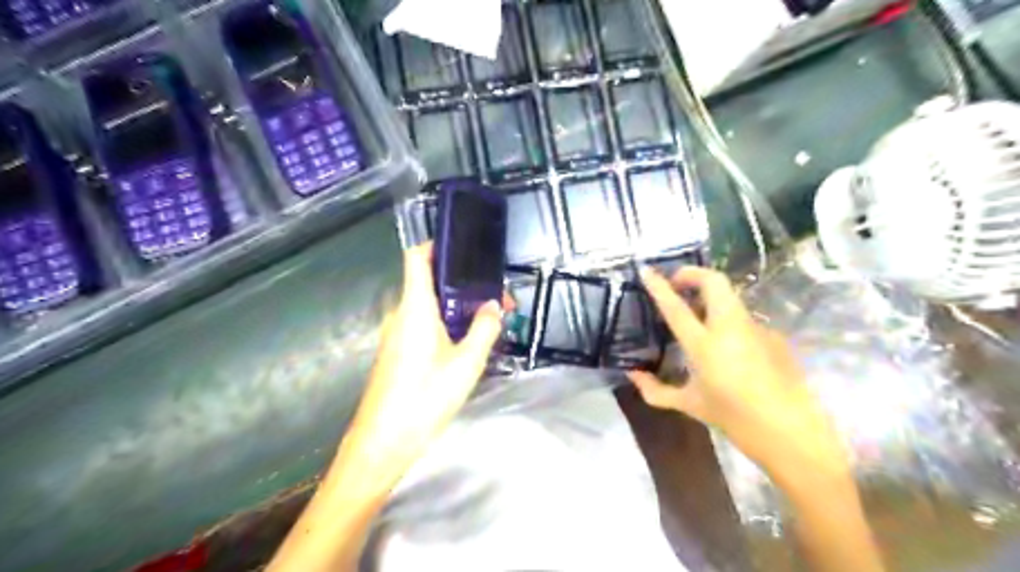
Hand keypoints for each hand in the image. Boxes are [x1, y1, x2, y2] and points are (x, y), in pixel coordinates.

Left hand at [336, 240, 500, 496]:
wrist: (383, 441)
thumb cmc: (425, 397)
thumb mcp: (467, 364)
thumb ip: (484, 329)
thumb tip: (493, 307)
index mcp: (416, 307)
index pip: (417, 258)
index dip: (437, 245)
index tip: (465, 248)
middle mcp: (402, 314)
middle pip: (431, 283)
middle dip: (465, 286)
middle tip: (497, 301)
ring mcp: (397, 334)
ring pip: (430, 307)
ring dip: (459, 309)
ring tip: (489, 322)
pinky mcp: (398, 352)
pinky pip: (424, 325)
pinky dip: (447, 325)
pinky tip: (468, 344)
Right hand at [627, 267, 848, 478]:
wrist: (793, 434)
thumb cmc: (735, 420)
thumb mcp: (690, 405)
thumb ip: (656, 390)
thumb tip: (633, 375)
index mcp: (705, 345)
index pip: (677, 307)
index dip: (660, 286)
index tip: (647, 270)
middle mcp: (731, 328)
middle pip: (713, 282)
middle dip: (692, 274)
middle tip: (677, 284)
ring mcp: (756, 328)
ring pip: (730, 296)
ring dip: (709, 295)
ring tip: (697, 313)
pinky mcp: (773, 335)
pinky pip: (743, 318)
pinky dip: (726, 319)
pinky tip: (727, 345)